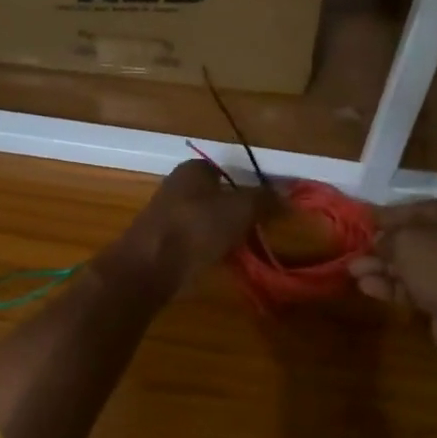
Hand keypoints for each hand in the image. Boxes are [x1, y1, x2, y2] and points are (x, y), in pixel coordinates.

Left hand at [100, 160, 260, 297]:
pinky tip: (217, 262)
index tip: (262, 207)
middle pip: (213, 196)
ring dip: (220, 233)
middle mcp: (175, 187)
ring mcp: (164, 216)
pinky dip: (205, 249)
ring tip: (241, 249)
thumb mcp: (241, 209)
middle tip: (256, 229)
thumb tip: (287, 194)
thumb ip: (264, 200)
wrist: (149, 267)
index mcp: (192, 170)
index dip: (245, 186)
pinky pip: (191, 242)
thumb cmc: (197, 228)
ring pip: (203, 220)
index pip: (224, 170)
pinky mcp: (158, 243)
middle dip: (233, 211)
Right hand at [349, 200, 436, 368]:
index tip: (360, 221)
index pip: (413, 209)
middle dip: (380, 245)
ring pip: (409, 265)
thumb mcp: (407, 241)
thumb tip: (378, 241)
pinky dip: (390, 286)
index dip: (385, 215)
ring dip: (380, 267)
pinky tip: (365, 287)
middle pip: (410, 239)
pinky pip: (412, 287)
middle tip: (352, 250)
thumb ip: (387, 237)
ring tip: (351, 270)